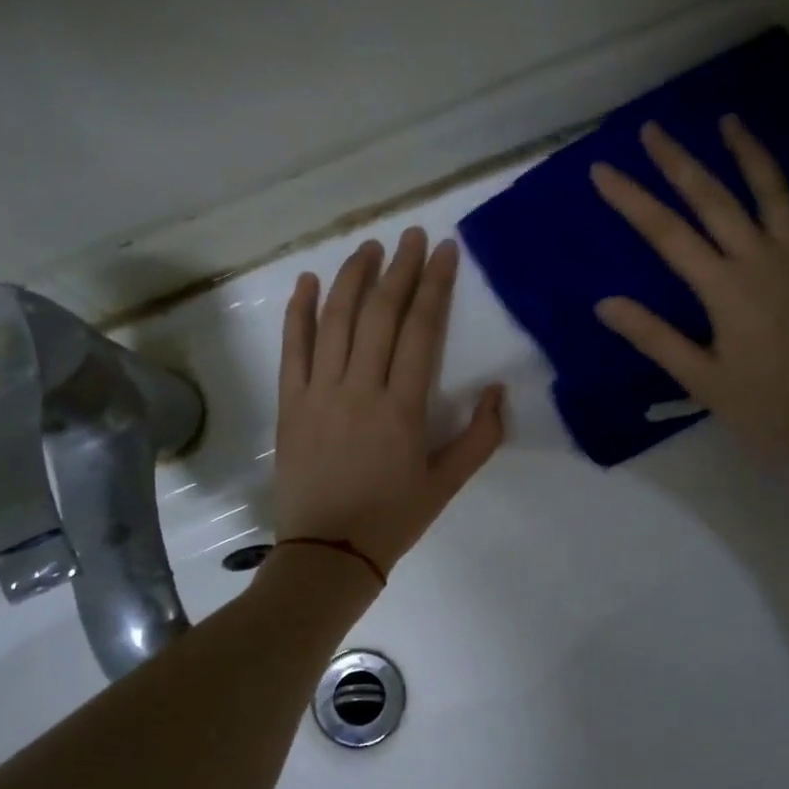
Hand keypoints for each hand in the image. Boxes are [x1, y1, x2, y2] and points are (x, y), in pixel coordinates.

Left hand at [274, 228, 504, 574]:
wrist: (327, 553)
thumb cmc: (393, 518)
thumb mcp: (448, 483)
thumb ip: (481, 436)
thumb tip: (498, 391)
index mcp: (402, 407)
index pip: (421, 330)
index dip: (434, 285)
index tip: (442, 250)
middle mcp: (359, 388)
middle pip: (379, 314)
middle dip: (398, 268)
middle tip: (410, 235)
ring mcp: (319, 392)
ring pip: (335, 321)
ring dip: (352, 278)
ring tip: (368, 247)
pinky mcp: (290, 403)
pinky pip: (293, 348)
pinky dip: (300, 312)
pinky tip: (309, 282)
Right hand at [591, 116, 788, 460]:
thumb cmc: (766, 407)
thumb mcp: (702, 381)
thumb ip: (655, 337)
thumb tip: (605, 304)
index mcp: (724, 289)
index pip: (667, 234)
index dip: (632, 199)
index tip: (603, 169)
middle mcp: (762, 258)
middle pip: (714, 199)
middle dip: (679, 162)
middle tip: (653, 128)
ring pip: (772, 189)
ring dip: (746, 151)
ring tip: (726, 120)